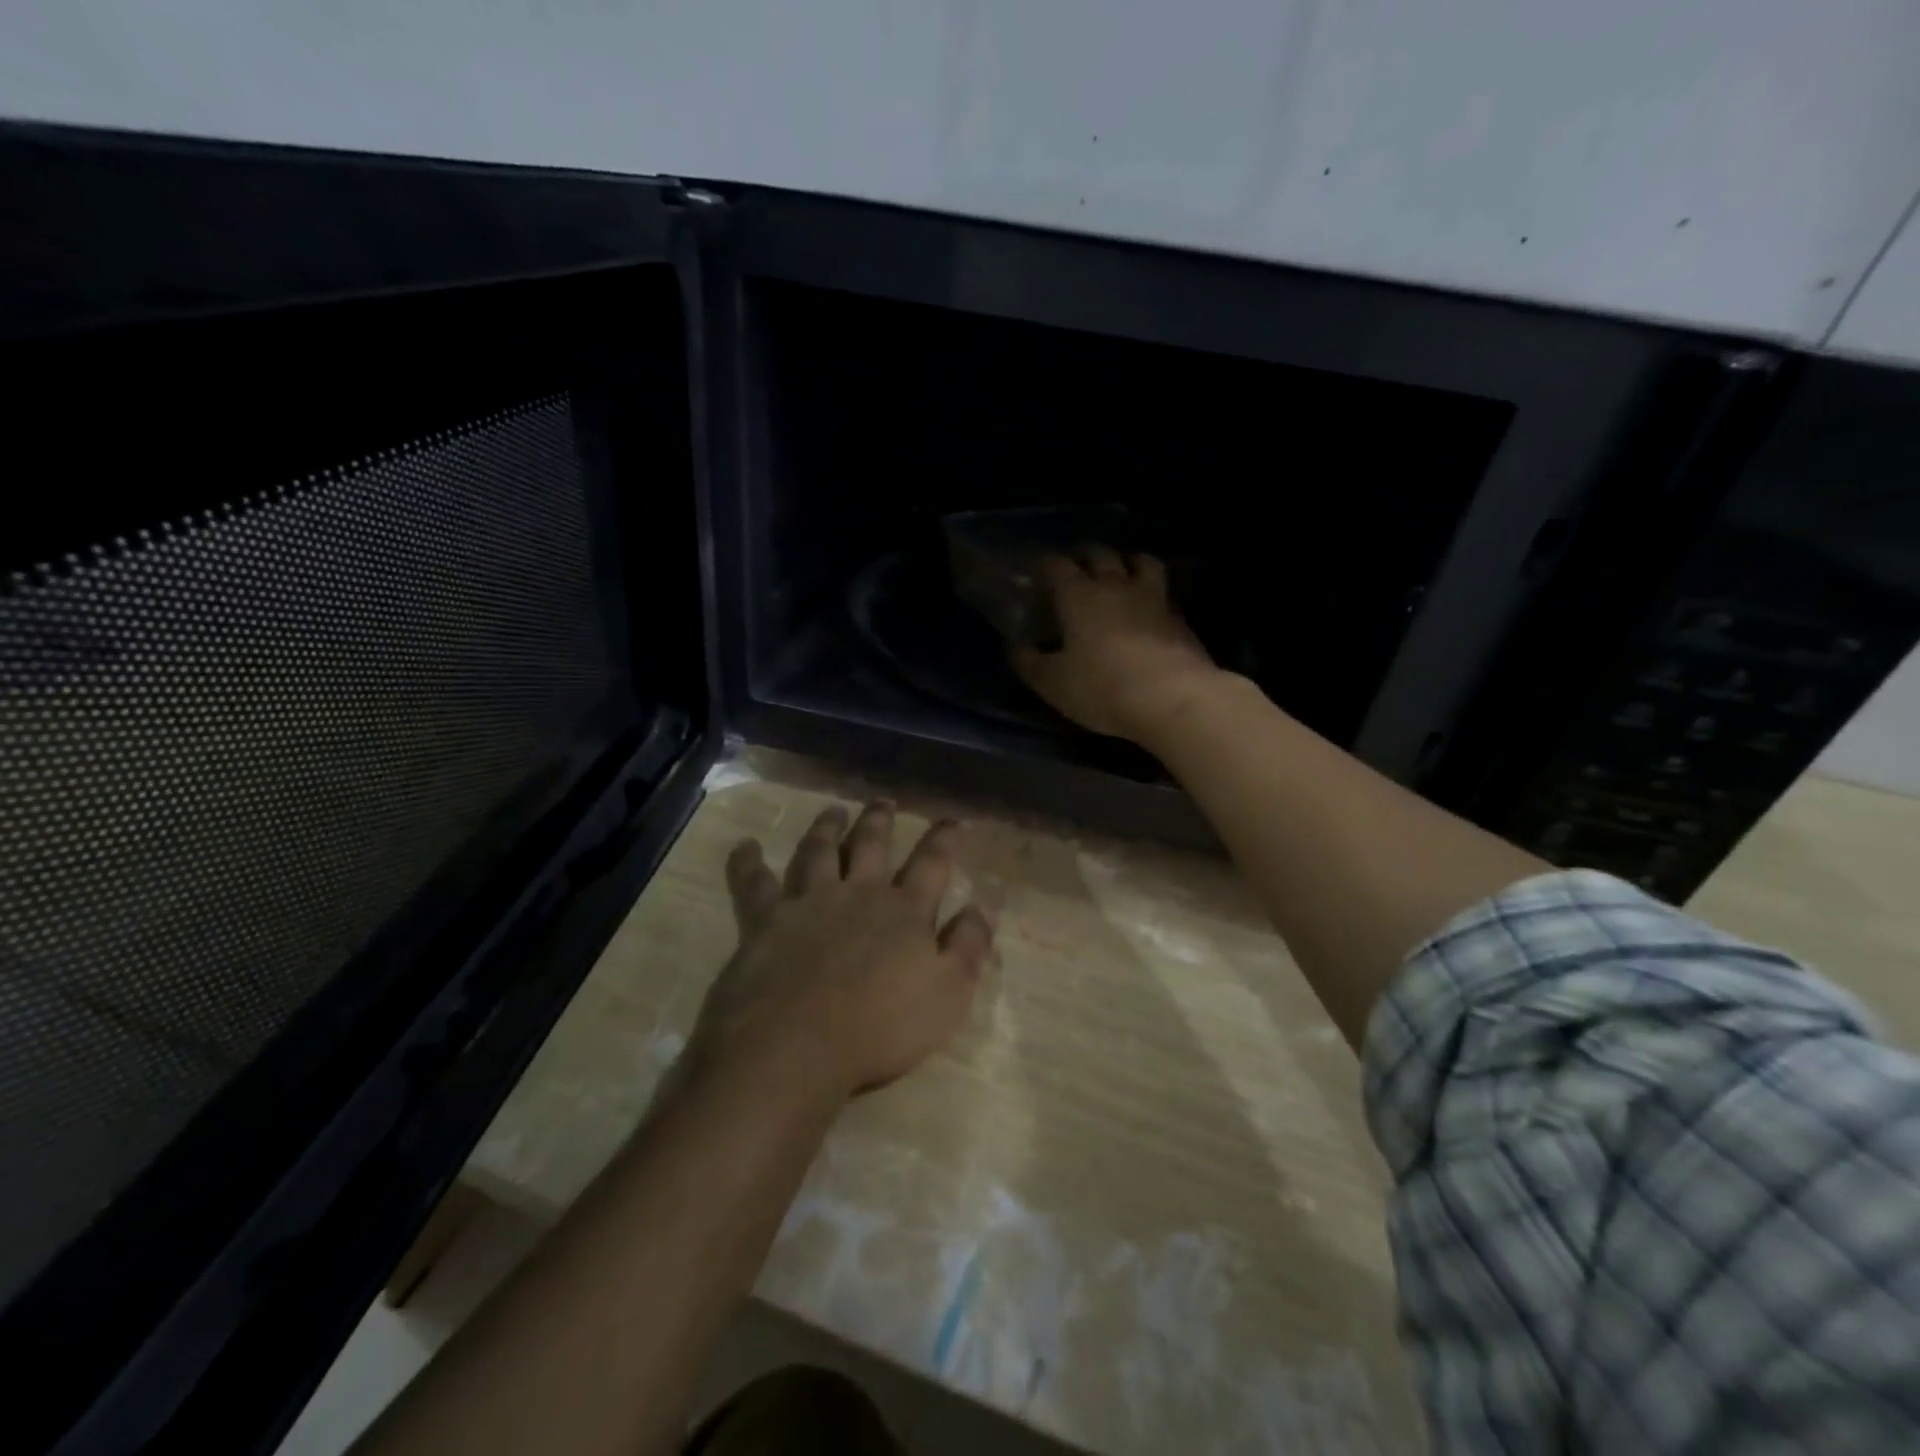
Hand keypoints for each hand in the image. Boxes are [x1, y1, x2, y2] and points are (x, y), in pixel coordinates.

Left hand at [689, 801, 994, 1099]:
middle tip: (884, 802)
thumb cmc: (881, 1028)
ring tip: (833, 811)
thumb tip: (983, 906)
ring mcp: (809, 901)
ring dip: (827, 828)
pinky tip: (746, 846)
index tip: (950, 820)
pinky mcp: (765, 918)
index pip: (932, 864)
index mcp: (905, 911)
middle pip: (872, 845)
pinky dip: (747, 862)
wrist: (796, 1045)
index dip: (943, 839)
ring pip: (819, 851)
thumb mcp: (948, 995)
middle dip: (880, 821)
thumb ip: (969, 947)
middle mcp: (858, 893)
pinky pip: (753, 881)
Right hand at [1012, 548, 1219, 740]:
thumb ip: (1030, 663)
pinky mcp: (1179, 618)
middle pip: (1101, 554)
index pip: (1058, 565)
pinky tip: (1148, 608)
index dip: (1047, 566)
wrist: (1172, 699)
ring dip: (1128, 561)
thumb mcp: (1053, 683)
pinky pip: (1164, 592)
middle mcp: (1116, 586)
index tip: (1039, 574)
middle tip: (1077, 566)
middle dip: (1085, 555)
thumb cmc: (1102, 688)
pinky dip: (1153, 592)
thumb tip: (1017, 648)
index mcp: (1079, 596)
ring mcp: (1153, 598)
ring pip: (1142, 561)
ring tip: (1121, 572)